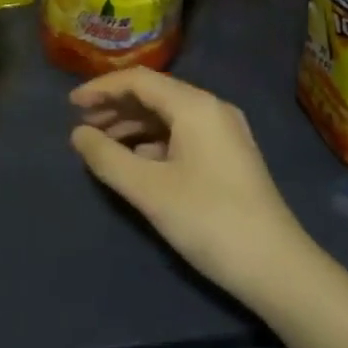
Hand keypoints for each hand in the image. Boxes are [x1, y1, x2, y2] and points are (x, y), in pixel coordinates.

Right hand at [69, 68, 319, 313]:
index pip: (139, 80)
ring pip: (168, 116)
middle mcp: (212, 108)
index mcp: (195, 105)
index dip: (101, 88)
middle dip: (116, 107)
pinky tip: (134, 163)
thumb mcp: (149, 189)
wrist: (276, 267)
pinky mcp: (229, 157)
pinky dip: (153, 143)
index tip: (70, 105)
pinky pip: (182, 135)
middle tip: (81, 126)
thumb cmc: (208, 220)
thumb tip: (78, 135)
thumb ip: (107, 158)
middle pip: (155, 94)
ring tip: (100, 145)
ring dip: (133, 126)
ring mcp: (224, 133)